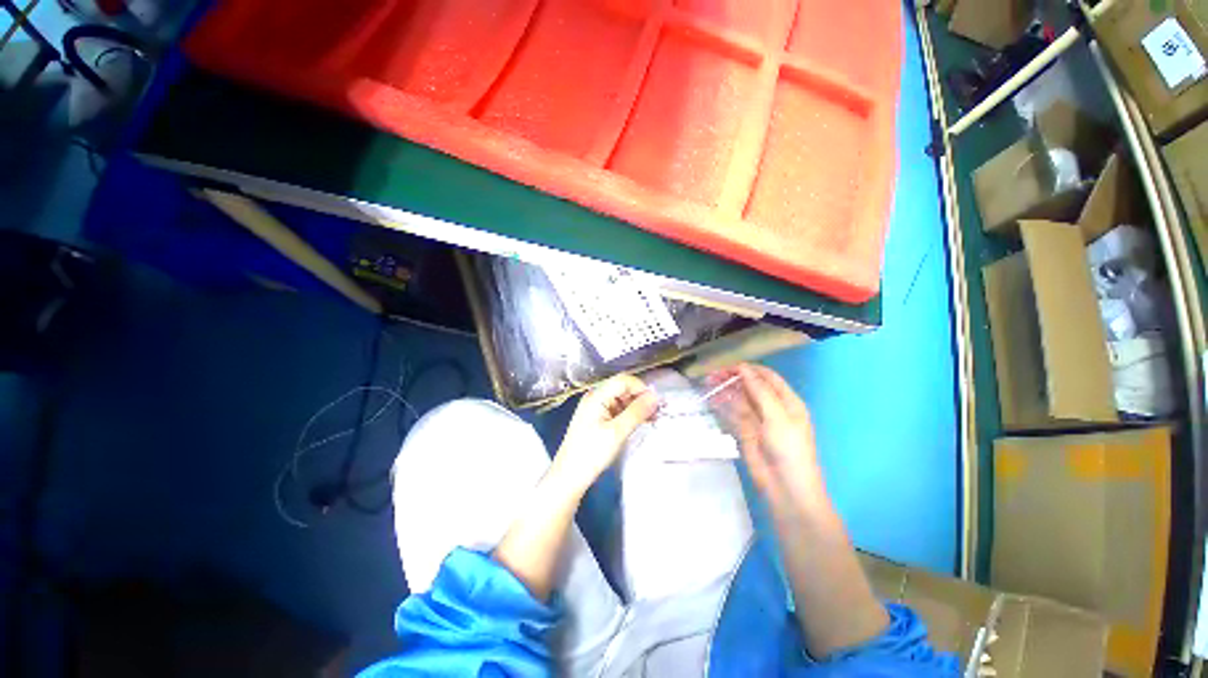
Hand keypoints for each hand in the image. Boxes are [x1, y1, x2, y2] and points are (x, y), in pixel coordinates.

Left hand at [551, 374, 658, 495]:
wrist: (570, 476)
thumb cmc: (591, 453)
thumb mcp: (617, 432)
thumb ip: (636, 412)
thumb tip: (655, 397)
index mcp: (597, 396)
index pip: (623, 381)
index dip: (641, 388)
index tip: (655, 404)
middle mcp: (595, 397)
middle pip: (622, 388)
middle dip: (640, 398)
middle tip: (656, 413)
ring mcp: (595, 408)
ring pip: (621, 399)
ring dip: (636, 406)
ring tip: (651, 420)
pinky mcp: (597, 419)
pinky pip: (617, 409)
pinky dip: (629, 414)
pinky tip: (638, 424)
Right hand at [714, 364, 822, 504]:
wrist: (786, 488)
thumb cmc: (789, 448)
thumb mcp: (777, 416)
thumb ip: (759, 391)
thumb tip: (743, 368)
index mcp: (787, 401)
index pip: (767, 377)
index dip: (749, 369)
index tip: (729, 366)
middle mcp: (772, 408)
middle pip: (752, 387)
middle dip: (734, 379)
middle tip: (713, 375)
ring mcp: (758, 420)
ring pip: (740, 399)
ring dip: (726, 390)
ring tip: (708, 383)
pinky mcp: (745, 432)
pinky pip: (733, 414)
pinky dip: (723, 406)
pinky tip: (712, 399)